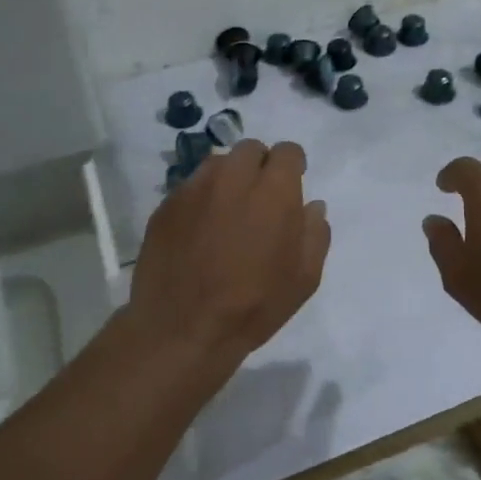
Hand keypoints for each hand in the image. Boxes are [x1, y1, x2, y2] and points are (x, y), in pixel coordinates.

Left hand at [128, 139, 329, 362]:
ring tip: (228, 212)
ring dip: (229, 178)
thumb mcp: (304, 278)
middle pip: (250, 150)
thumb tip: (312, 206)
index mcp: (272, 191)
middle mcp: (232, 178)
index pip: (287, 151)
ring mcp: (194, 189)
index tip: (291, 185)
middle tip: (260, 199)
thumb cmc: (253, 306)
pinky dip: (201, 198)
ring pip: (217, 164)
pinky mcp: (165, 206)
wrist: (181, 330)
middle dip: (260, 166)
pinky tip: (200, 230)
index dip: (292, 166)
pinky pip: (190, 187)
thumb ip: (315, 233)